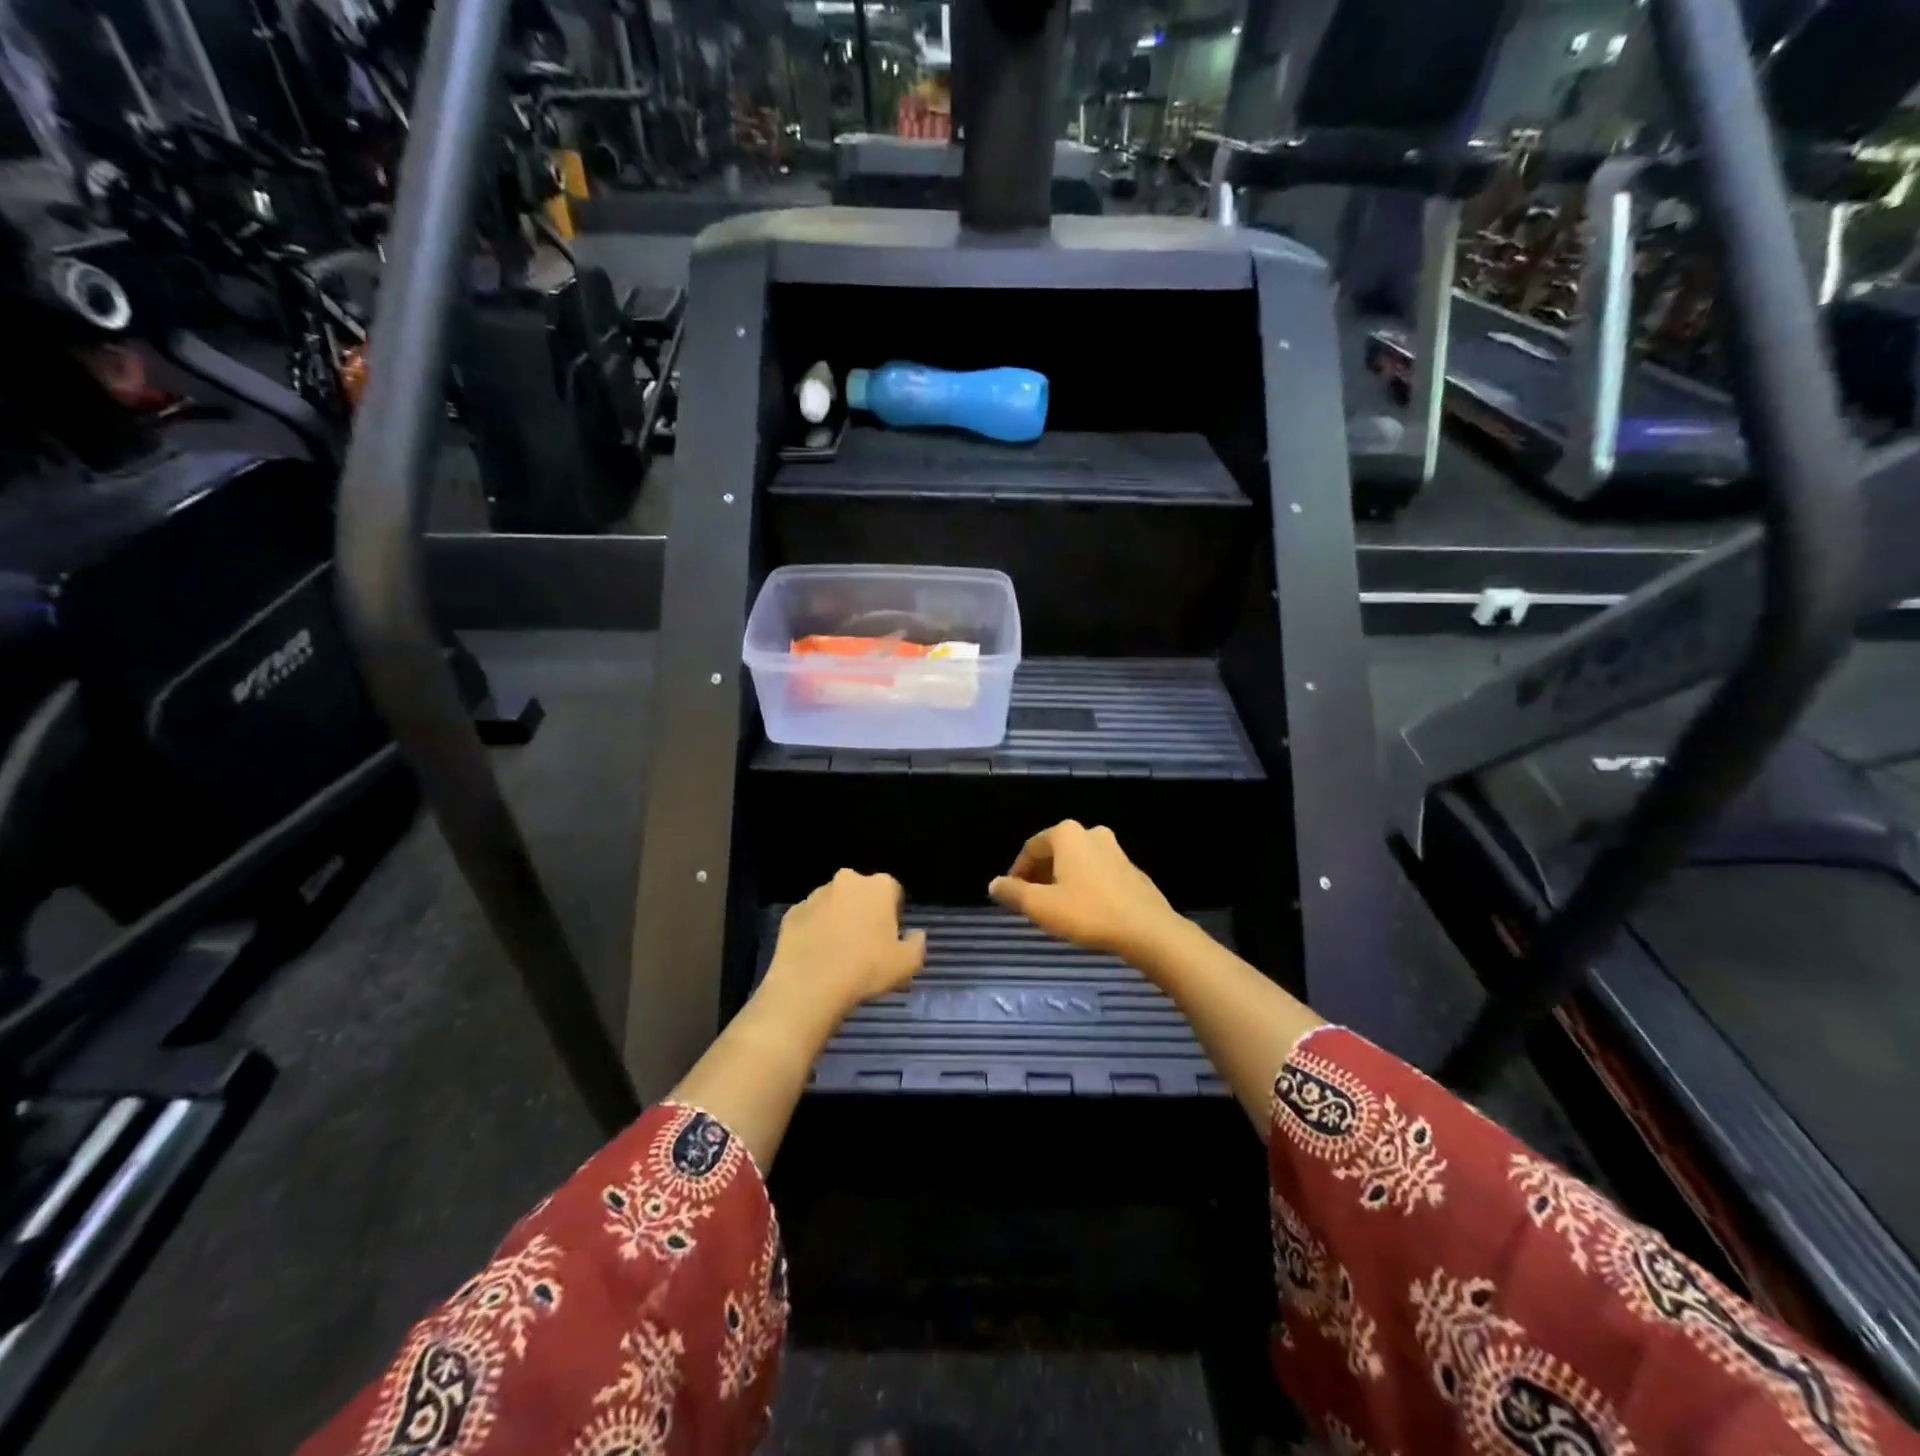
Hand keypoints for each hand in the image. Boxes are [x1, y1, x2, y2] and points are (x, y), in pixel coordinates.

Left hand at [761, 869, 927, 1025]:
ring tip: (838, 952)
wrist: (809, 986)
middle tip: (865, 943)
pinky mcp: (792, 912)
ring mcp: (815, 895)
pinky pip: (810, 918)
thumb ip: (917, 944)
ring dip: (838, 918)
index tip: (889, 936)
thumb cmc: (866, 969)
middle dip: (864, 910)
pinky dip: (814, 931)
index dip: (893, 913)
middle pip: (861, 892)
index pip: (893, 891)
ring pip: (833, 903)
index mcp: (878, 886)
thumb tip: (916, 935)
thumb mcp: (907, 964)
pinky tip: (816, 956)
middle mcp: (847, 881)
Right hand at [988, 821, 1182, 961]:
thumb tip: (994, 884)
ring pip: (1077, 863)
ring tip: (1055, 909)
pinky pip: (1097, 873)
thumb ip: (1014, 893)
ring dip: (1062, 881)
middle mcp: (1091, 833)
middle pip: (1055, 853)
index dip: (1017, 872)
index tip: (1011, 896)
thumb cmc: (1088, 913)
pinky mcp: (1131, 870)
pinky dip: (1084, 886)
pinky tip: (1084, 911)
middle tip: (1031, 903)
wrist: (1148, 930)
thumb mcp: (1041, 906)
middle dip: (1039, 876)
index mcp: (1067, 834)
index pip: (1031, 848)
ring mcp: (1115, 850)